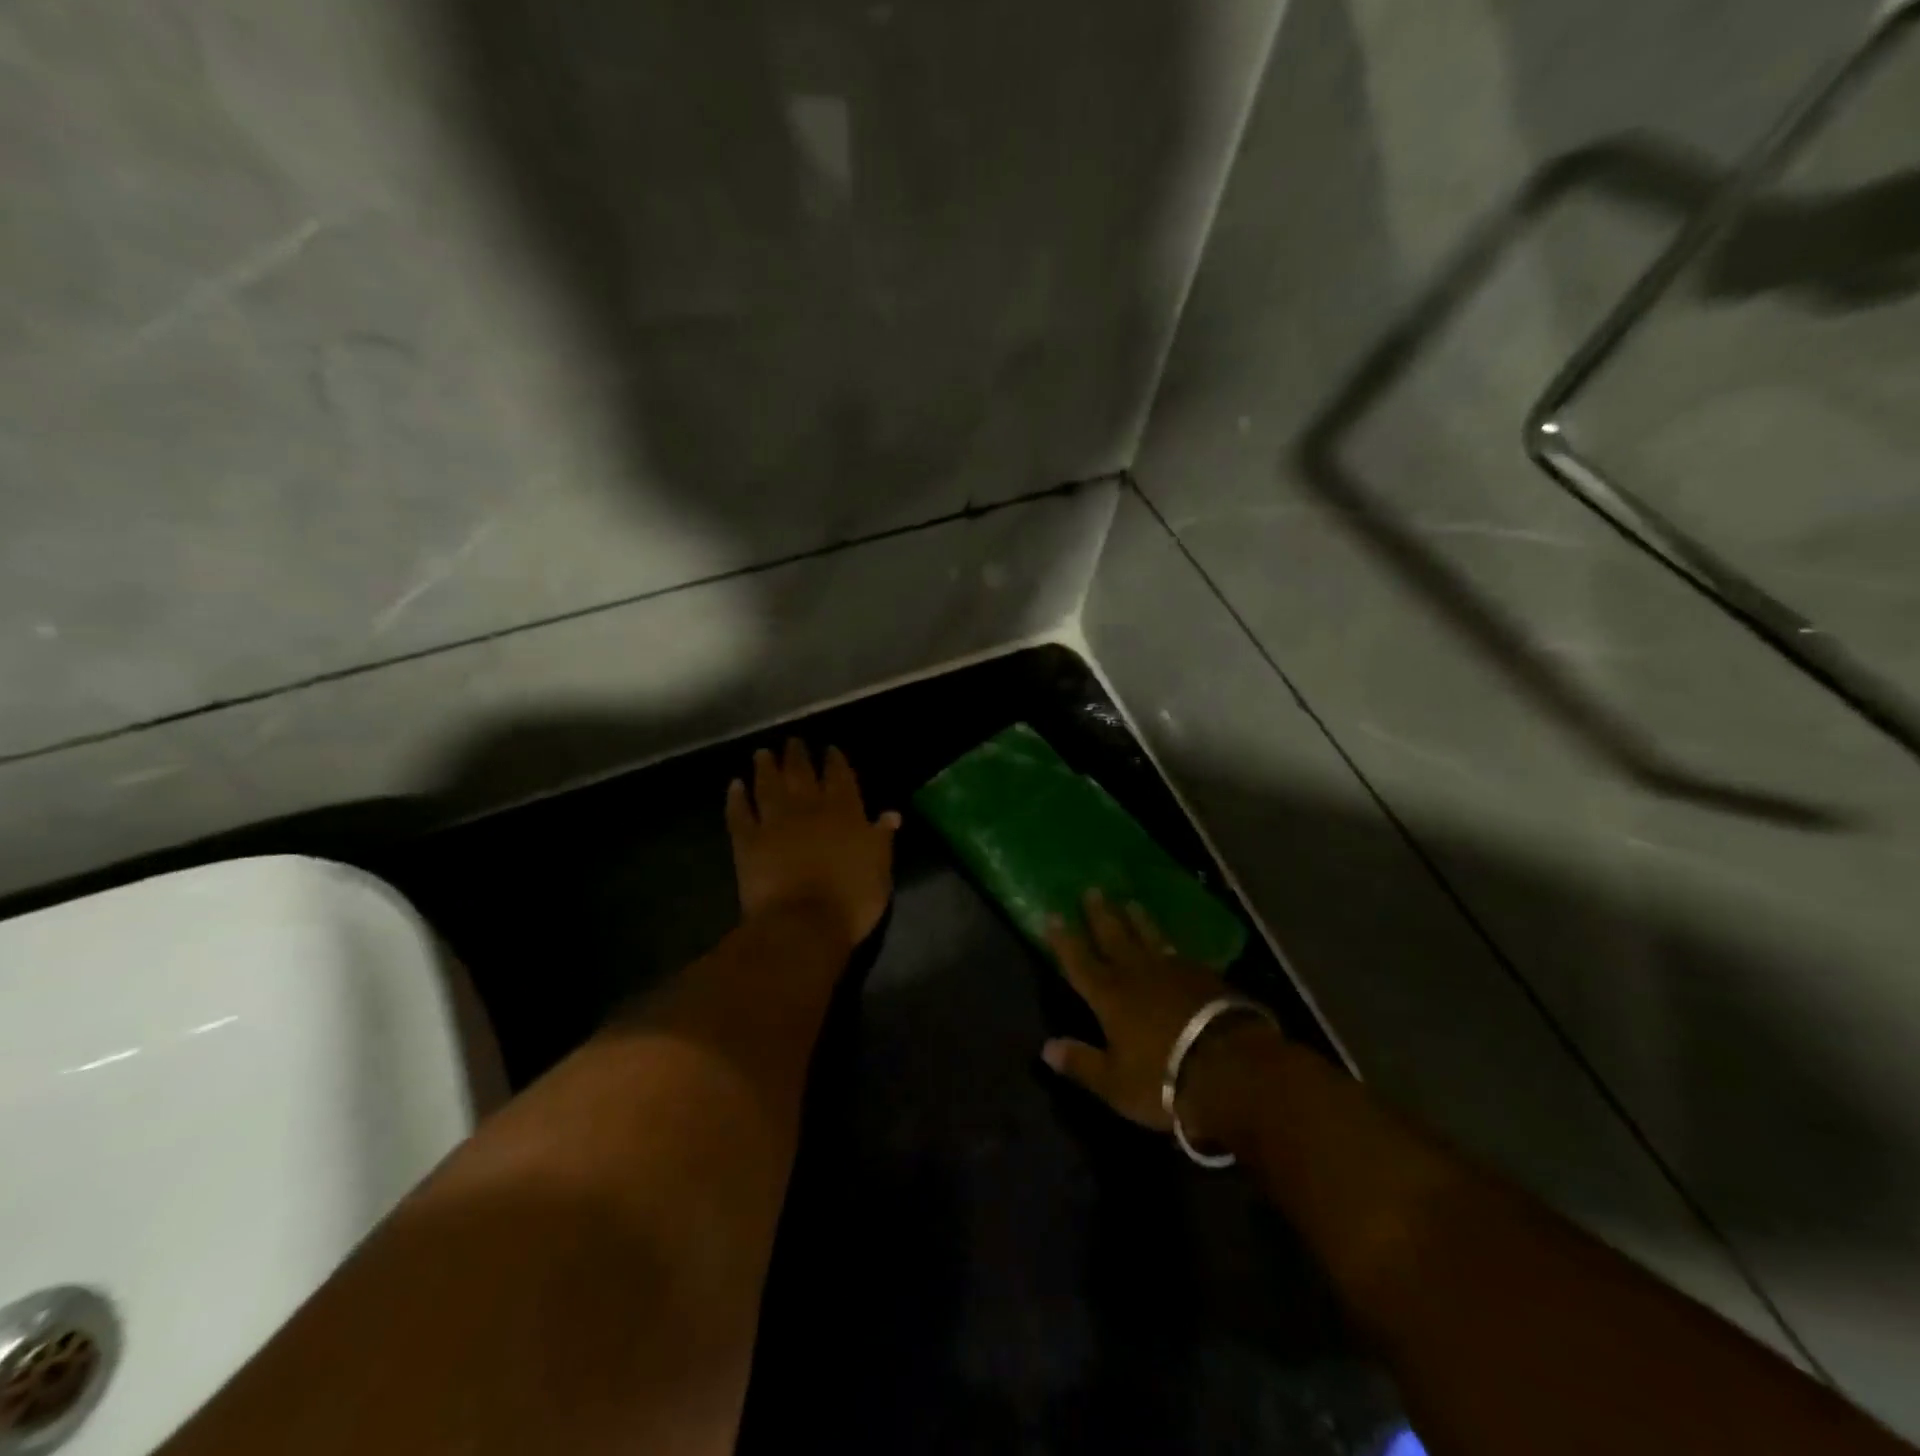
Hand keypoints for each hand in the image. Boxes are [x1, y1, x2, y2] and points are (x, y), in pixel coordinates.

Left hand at [727, 740, 900, 949]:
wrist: (803, 924)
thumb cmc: (851, 900)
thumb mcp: (880, 870)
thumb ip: (882, 838)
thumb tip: (891, 813)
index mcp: (844, 812)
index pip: (840, 777)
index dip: (834, 761)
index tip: (829, 749)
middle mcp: (808, 808)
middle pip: (801, 774)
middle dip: (798, 756)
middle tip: (793, 741)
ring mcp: (774, 823)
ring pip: (768, 786)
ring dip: (765, 768)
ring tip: (762, 753)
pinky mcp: (747, 842)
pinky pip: (739, 813)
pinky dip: (736, 798)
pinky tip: (734, 786)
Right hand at [1042, 890, 1280, 1140]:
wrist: (1232, 1068)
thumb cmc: (1164, 1078)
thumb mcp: (1115, 1083)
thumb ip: (1081, 1063)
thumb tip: (1046, 1048)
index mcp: (1109, 996)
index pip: (1079, 962)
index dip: (1064, 939)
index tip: (1052, 914)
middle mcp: (1137, 974)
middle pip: (1113, 937)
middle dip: (1100, 915)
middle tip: (1092, 890)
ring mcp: (1173, 971)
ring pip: (1149, 936)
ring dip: (1137, 920)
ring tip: (1130, 902)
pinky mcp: (1204, 976)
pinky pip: (1179, 951)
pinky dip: (1169, 942)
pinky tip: (1171, 941)